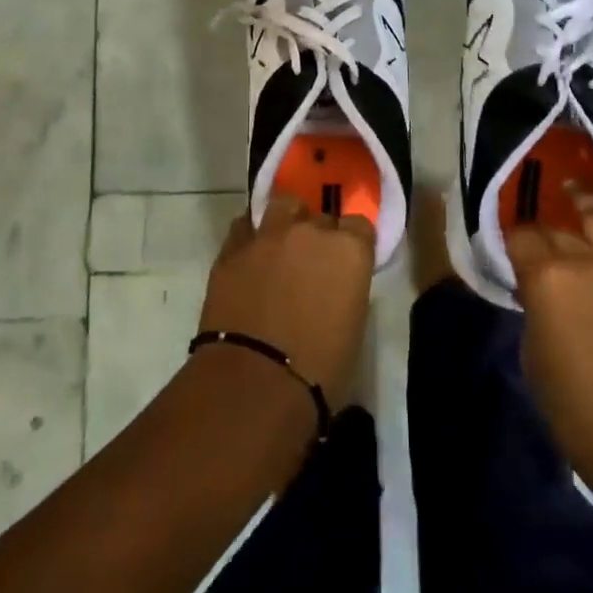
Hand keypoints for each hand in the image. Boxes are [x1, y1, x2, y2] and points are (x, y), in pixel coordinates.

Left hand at [198, 195, 375, 409]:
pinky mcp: (232, 249)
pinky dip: (251, 238)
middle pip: (320, 217)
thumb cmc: (319, 371)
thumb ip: (346, 289)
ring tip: (280, 247)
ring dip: (285, 222)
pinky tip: (250, 258)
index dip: (353, 243)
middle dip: (319, 235)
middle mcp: (311, 231)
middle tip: (312, 265)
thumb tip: (334, 286)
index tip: (347, 263)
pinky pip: (246, 228)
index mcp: (349, 250)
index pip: (360, 225)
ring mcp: (268, 236)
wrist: (254, 385)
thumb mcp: (352, 326)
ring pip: (282, 207)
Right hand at [507, 159, 592, 506]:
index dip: (512, 237)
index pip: (520, 238)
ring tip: (575, 190)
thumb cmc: (577, 410)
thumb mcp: (533, 354)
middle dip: (545, 230)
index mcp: (545, 279)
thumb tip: (539, 286)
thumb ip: (535, 307)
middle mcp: (585, 260)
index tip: (509, 239)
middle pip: (558, 230)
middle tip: (540, 233)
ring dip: (584, 201)